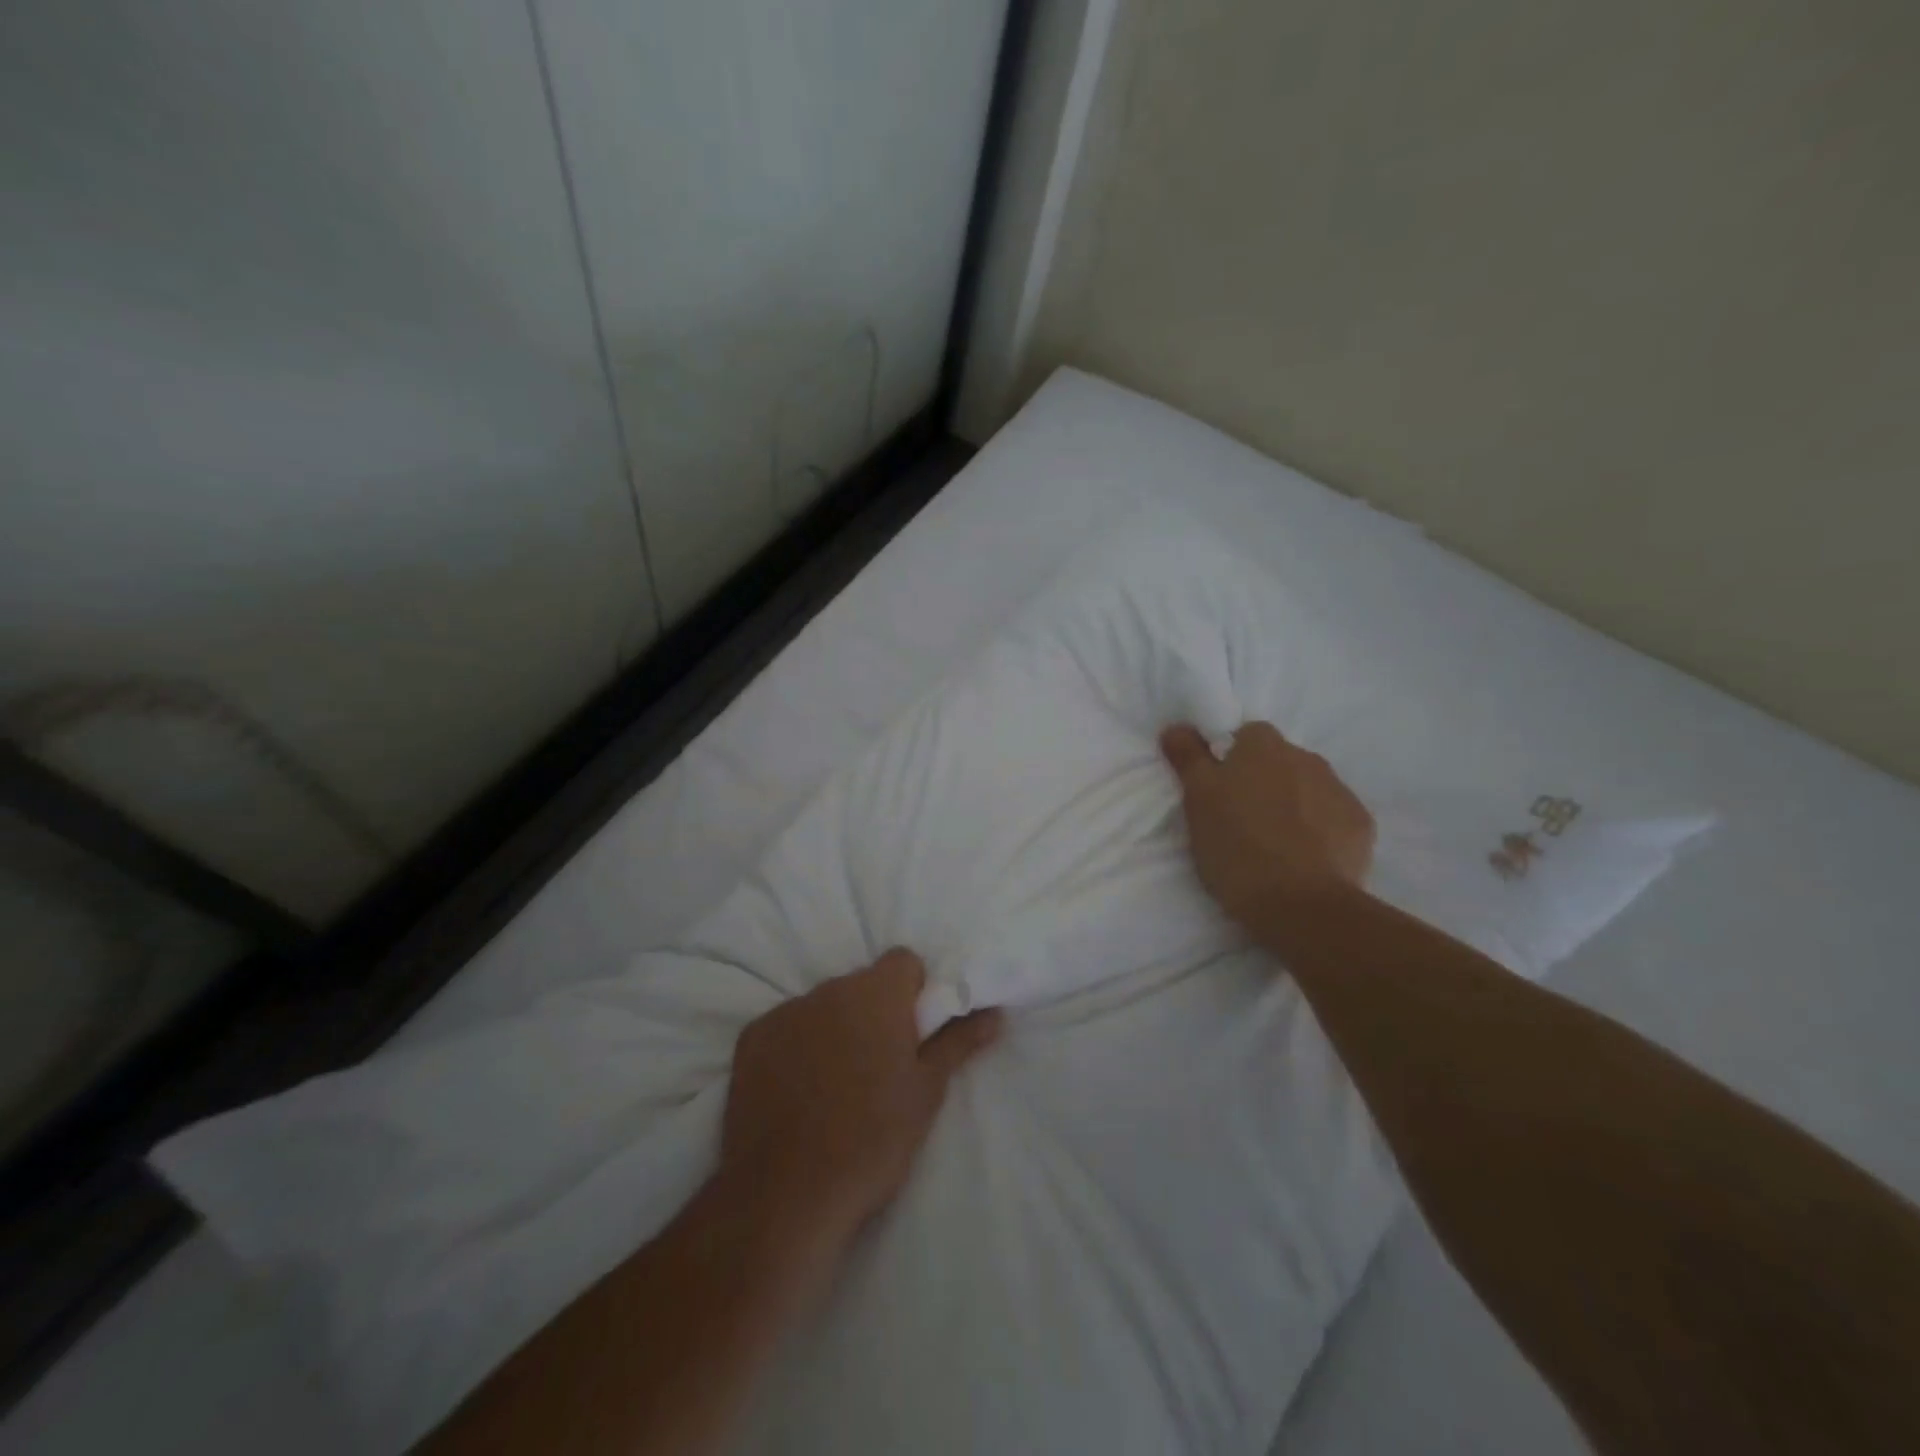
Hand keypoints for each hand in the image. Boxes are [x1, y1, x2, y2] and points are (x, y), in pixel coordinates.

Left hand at [721, 949, 1001, 1248]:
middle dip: (874, 1013)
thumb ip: (959, 1042)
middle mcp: (828, 989)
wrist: (787, 1195)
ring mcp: (784, 1012)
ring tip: (837, 1087)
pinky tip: (798, 1094)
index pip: (903, 961)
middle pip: (862, 985)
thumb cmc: (873, 1140)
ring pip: (823, 1007)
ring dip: (835, 1029)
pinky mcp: (750, 1039)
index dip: (913, 992)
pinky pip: (786, 1028)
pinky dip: (796, 1048)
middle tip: (880, 1067)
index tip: (913, 1034)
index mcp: (875, 993)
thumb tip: (995, 1012)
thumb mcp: (926, 1092)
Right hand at [1160, 721, 1375, 927]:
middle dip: (1262, 781)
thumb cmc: (1237, 846)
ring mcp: (1339, 790)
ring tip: (1273, 843)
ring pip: (1307, 787)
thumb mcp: (1197, 800)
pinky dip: (1319, 829)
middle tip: (1240, 819)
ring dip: (1291, 804)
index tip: (1219, 790)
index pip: (1245, 735)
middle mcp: (1306, 757)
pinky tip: (1304, 857)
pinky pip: (1332, 817)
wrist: (1301, 904)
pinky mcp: (1361, 825)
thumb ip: (1188, 757)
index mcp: (1263, 746)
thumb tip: (1177, 727)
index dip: (1230, 759)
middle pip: (1278, 760)